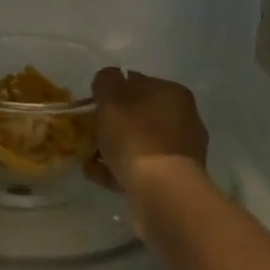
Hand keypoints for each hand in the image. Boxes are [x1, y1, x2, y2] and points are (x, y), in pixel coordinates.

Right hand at [87, 67, 208, 196]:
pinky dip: (119, 169)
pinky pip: (139, 167)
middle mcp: (182, 118)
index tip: (90, 106)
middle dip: (111, 123)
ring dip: (112, 148)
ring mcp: (180, 150)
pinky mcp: (172, 178)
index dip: (110, 92)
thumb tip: (108, 78)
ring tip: (87, 158)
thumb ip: (106, 81)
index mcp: (172, 93)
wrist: (162, 191)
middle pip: (136, 115)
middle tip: (87, 133)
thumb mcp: (112, 99)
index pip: (136, 82)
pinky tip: (97, 174)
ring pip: (137, 143)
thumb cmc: (136, 138)